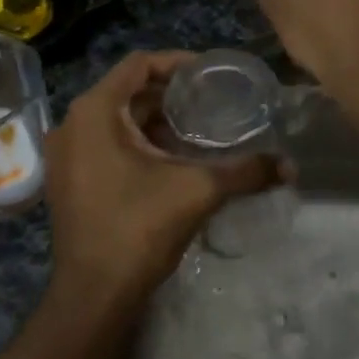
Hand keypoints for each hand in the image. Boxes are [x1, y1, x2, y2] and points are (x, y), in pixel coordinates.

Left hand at [43, 50, 275, 306]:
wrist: (93, 296)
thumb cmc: (138, 228)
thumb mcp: (198, 191)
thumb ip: (245, 171)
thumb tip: (290, 165)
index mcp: (95, 112)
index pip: (138, 64)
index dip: (177, 62)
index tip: (210, 73)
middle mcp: (73, 124)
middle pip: (128, 91)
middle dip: (170, 94)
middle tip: (211, 100)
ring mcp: (67, 154)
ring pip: (117, 119)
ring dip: (155, 119)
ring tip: (198, 129)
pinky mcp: (70, 179)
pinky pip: (106, 142)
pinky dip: (138, 141)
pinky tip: (172, 158)